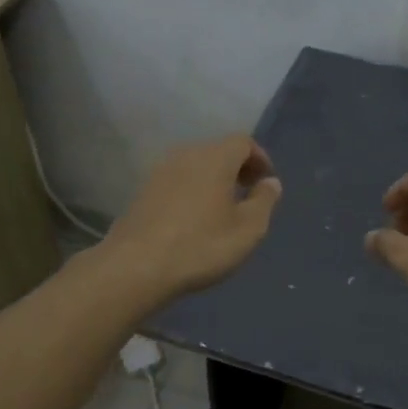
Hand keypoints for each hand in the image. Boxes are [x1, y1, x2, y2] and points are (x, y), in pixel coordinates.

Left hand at [104, 135, 282, 300]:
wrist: (136, 266)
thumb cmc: (201, 246)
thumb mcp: (247, 229)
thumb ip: (264, 201)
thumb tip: (270, 182)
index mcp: (215, 158)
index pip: (243, 142)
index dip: (259, 158)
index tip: (266, 183)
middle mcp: (186, 155)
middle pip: (217, 151)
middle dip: (237, 168)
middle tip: (247, 194)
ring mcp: (160, 172)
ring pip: (195, 165)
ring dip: (213, 180)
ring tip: (222, 208)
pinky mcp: (143, 191)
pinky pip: (177, 181)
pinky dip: (192, 190)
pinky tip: (194, 218)